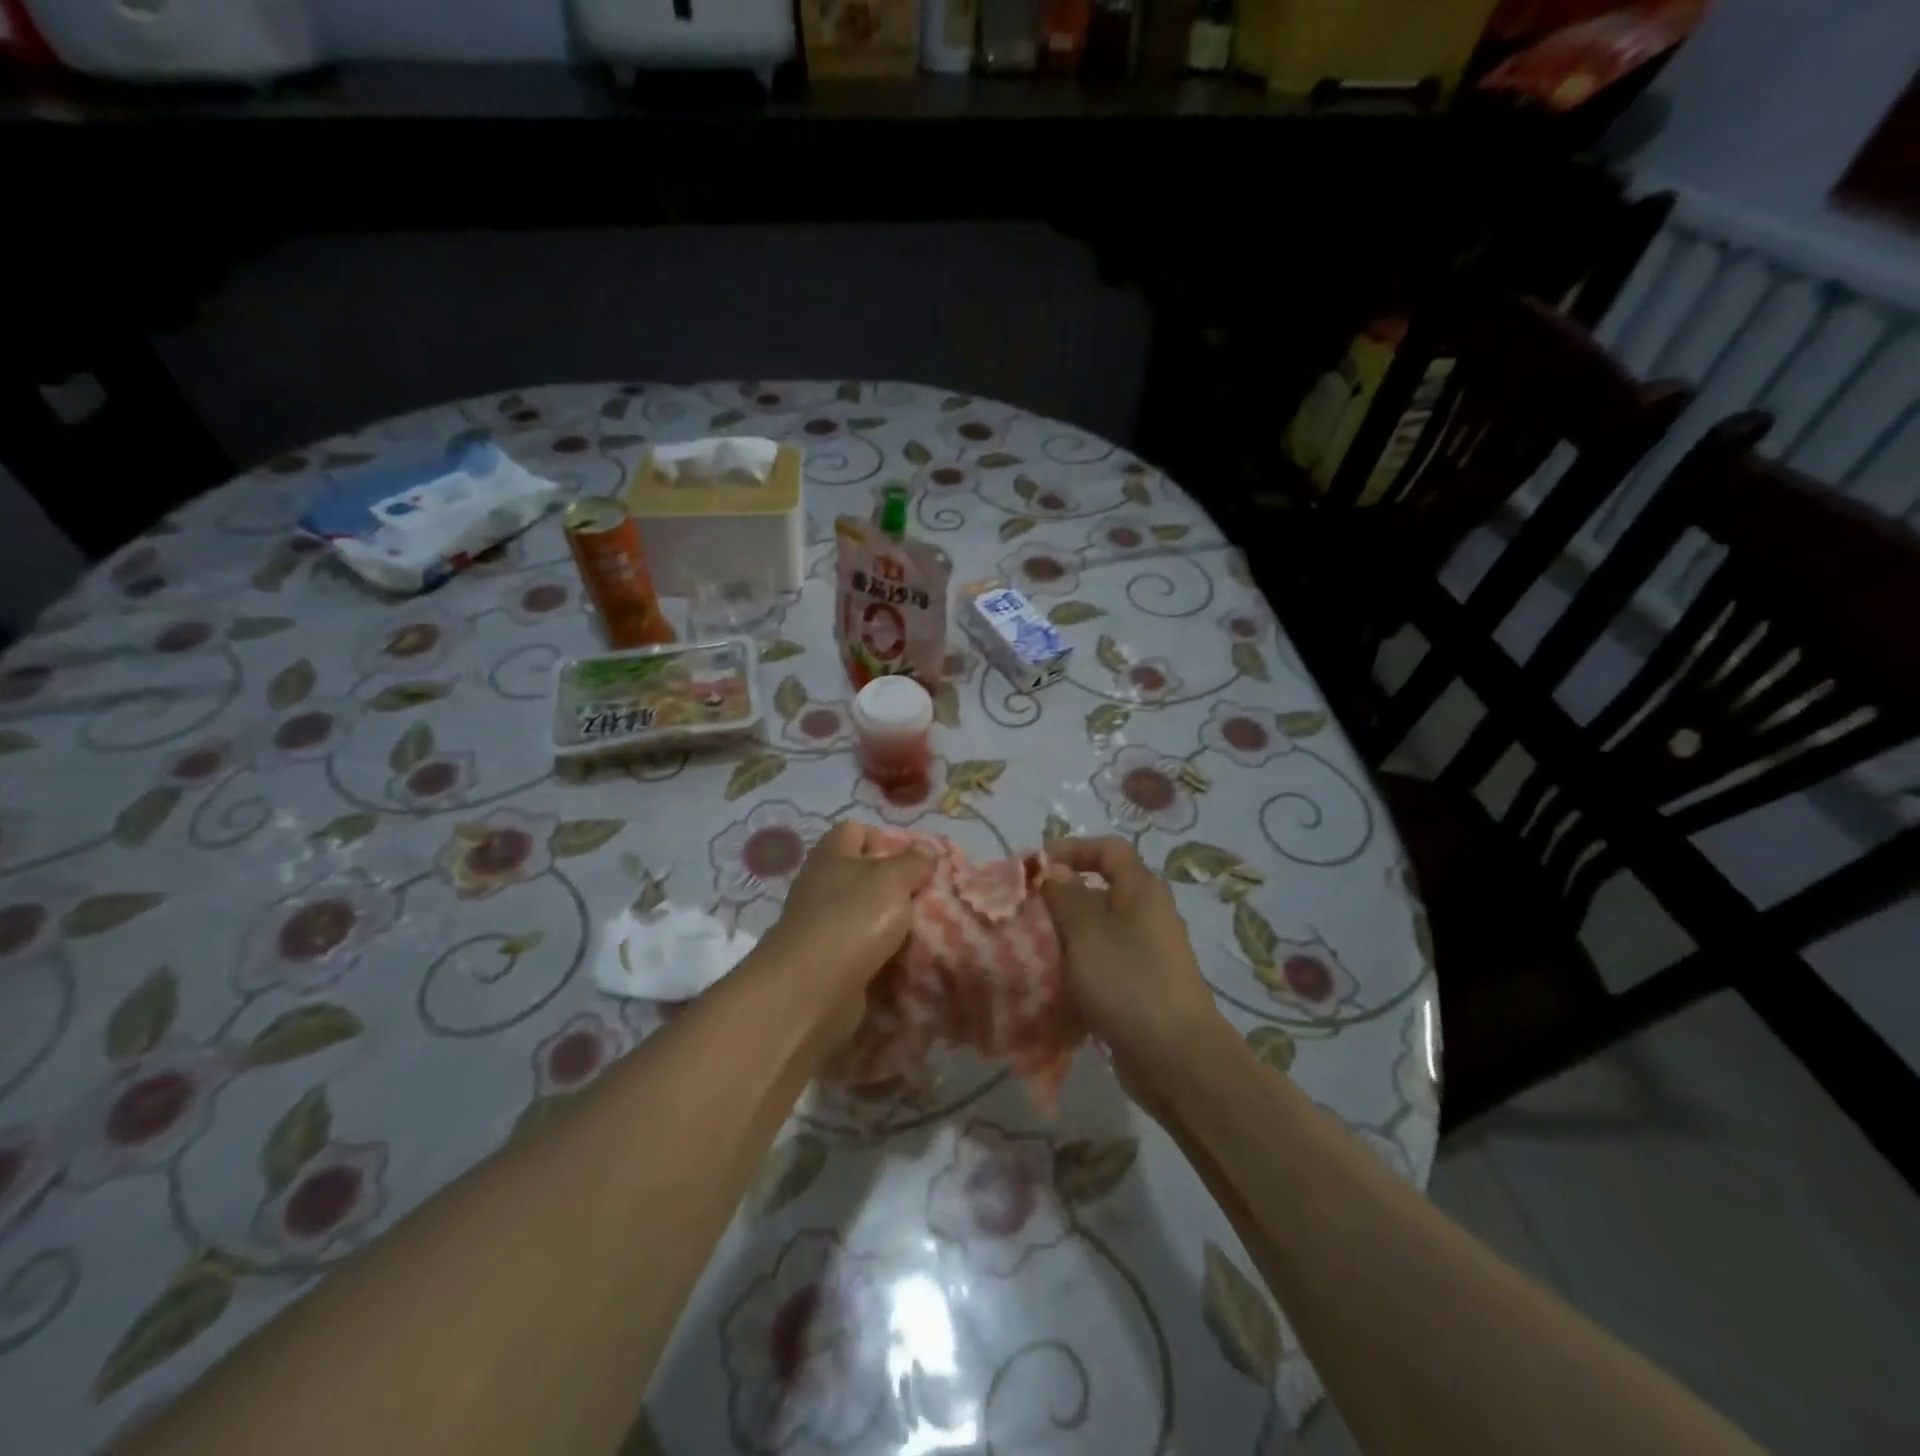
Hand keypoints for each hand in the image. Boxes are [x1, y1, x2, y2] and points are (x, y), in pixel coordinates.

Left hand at [757, 822, 936, 1040]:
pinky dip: (882, 954)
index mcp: (831, 855)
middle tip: (927, 896)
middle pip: (863, 874)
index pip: (855, 830)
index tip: (913, 860)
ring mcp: (822, 926)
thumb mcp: (892, 879)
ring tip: (925, 929)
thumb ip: (913, 862)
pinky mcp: (828, 961)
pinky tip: (907, 959)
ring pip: (865, 915)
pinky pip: (862, 950)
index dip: (884, 838)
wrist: (810, 989)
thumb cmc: (852, 918)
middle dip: (896, 885)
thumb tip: (926, 852)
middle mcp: (821, 885)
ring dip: (892, 923)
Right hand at [1042, 836, 1231, 1105]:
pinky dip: (1075, 967)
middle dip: (1059, 897)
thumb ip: (1065, 896)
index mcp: (1142, 890)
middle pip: (1099, 890)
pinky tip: (1050, 983)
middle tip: (1023, 911)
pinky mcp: (1138, 988)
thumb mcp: (1087, 931)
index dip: (1071, 849)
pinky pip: (1100, 964)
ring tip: (1028, 948)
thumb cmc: (1129, 982)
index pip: (1108, 848)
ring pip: (1096, 930)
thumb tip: (1054, 870)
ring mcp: (1145, 954)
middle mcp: (1147, 915)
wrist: (1176, 1059)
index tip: (1035, 869)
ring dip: (1063, 935)